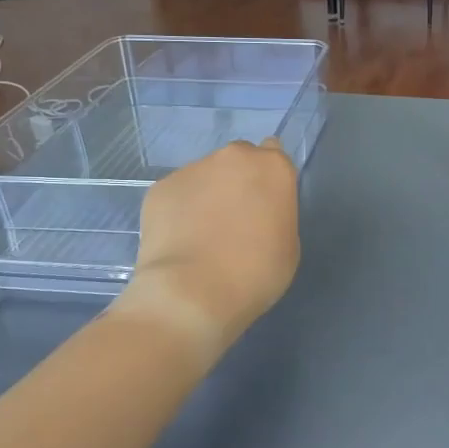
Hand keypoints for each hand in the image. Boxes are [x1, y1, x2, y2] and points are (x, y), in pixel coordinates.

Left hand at [114, 139, 299, 359]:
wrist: (193, 292)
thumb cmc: (257, 273)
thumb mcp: (288, 244)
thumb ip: (275, 214)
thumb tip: (256, 212)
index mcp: (272, 168)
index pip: (274, 155)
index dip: (268, 180)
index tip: (264, 203)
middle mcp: (233, 157)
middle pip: (239, 161)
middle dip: (237, 182)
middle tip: (234, 220)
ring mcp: (193, 169)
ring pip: (205, 176)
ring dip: (207, 195)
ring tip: (201, 236)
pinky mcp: (160, 187)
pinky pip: (177, 195)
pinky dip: (179, 211)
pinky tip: (179, 241)